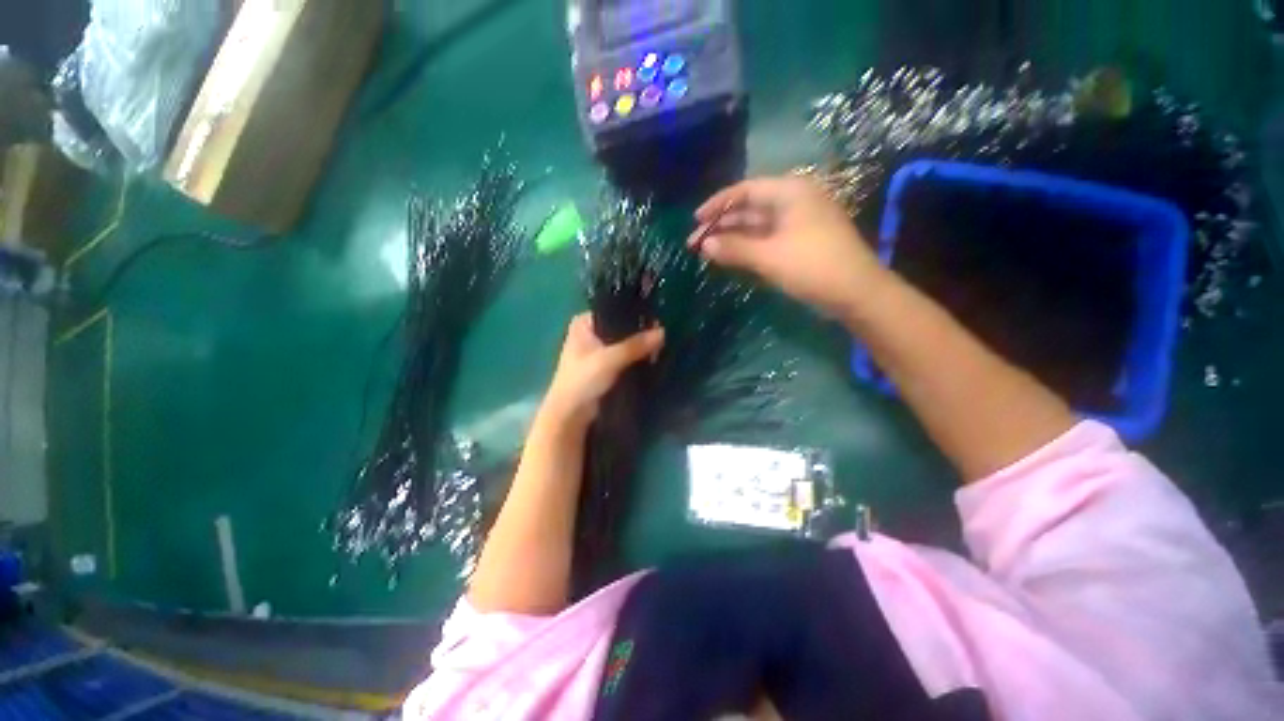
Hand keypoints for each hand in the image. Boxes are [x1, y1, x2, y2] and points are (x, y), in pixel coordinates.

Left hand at [541, 314, 664, 428]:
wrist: (571, 415)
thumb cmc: (582, 381)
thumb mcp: (609, 359)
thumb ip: (635, 345)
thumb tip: (663, 332)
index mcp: (583, 323)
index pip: (614, 310)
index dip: (635, 314)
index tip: (656, 319)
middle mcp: (590, 332)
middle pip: (621, 327)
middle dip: (640, 332)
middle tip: (663, 334)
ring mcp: (597, 350)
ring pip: (624, 343)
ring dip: (640, 346)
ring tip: (661, 345)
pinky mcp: (605, 367)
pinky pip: (625, 357)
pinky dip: (636, 357)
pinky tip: (653, 356)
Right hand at [688, 175, 887, 317]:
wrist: (857, 293)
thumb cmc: (813, 266)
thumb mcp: (769, 257)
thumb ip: (734, 248)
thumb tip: (704, 245)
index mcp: (790, 192)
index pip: (745, 190)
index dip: (717, 204)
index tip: (695, 220)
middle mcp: (794, 201)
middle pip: (749, 208)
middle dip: (721, 224)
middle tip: (695, 243)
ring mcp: (798, 223)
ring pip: (757, 225)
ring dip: (732, 237)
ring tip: (707, 251)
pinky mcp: (800, 242)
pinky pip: (767, 239)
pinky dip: (747, 246)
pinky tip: (731, 256)